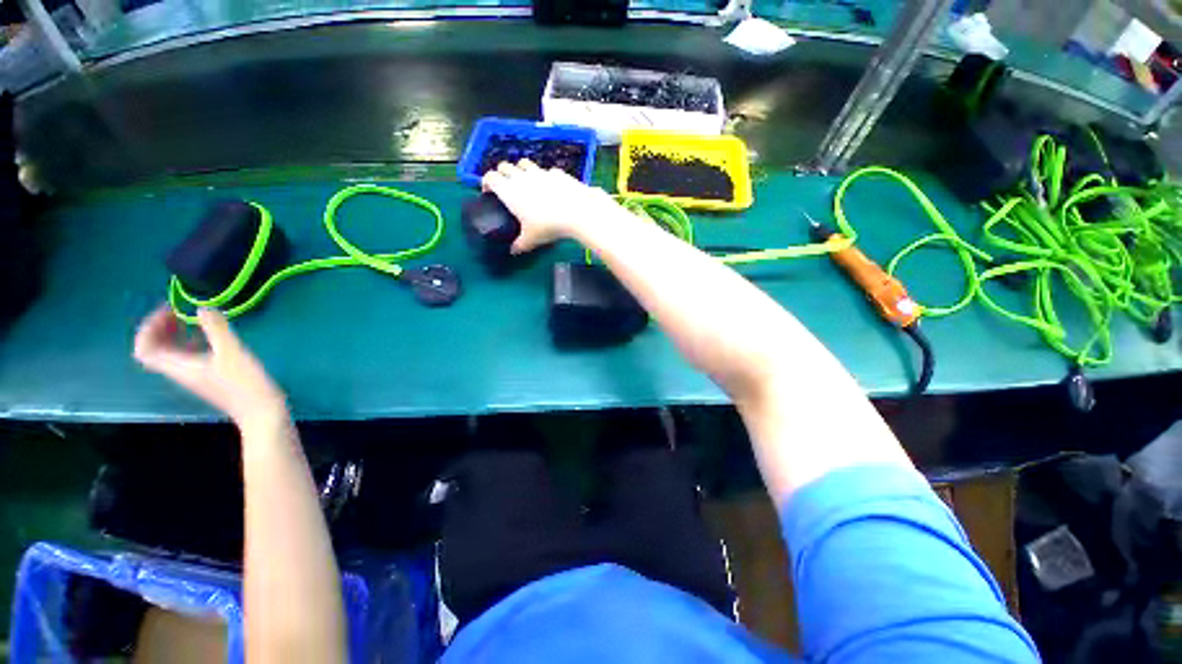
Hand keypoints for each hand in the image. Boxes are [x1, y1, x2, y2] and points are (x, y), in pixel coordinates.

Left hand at [134, 306, 288, 430]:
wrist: (260, 410)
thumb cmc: (244, 382)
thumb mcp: (232, 352)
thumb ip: (216, 328)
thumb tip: (203, 307)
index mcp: (179, 366)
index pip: (145, 348)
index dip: (149, 327)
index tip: (168, 310)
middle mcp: (181, 371)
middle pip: (156, 349)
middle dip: (160, 327)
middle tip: (178, 310)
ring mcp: (195, 375)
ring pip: (172, 352)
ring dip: (175, 333)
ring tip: (192, 318)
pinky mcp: (210, 376)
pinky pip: (189, 356)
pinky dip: (192, 342)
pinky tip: (210, 335)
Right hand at [481, 159, 618, 253]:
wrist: (576, 211)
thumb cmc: (548, 226)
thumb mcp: (531, 239)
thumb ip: (520, 244)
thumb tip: (513, 251)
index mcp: (509, 190)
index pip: (490, 177)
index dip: (486, 182)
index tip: (488, 191)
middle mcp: (521, 176)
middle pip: (504, 166)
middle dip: (502, 174)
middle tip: (506, 187)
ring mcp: (540, 172)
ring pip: (524, 163)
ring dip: (521, 170)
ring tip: (526, 183)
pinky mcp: (557, 173)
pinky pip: (547, 171)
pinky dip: (545, 177)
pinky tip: (551, 188)